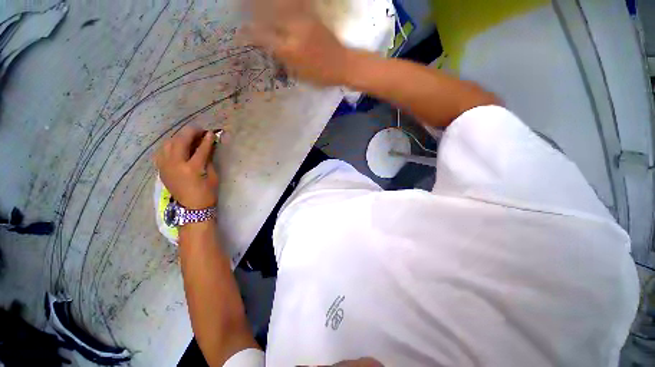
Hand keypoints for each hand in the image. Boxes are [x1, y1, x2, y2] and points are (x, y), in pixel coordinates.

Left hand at [154, 126, 218, 208]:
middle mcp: (175, 165)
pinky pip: (162, 151)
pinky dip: (170, 145)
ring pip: (168, 144)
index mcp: (192, 168)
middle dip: (190, 132)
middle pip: (180, 141)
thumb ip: (208, 159)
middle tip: (198, 129)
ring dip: (179, 137)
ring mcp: (165, 166)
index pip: (200, 149)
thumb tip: (209, 145)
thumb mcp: (212, 175)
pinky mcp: (161, 169)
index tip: (211, 133)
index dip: (207, 139)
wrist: (192, 207)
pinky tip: (177, 145)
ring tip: (188, 136)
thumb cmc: (207, 193)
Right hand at [244, 0, 352, 85]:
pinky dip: (283, 3)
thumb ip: (284, 60)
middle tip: (240, 9)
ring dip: (264, 4)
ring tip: (253, 4)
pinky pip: (294, 4)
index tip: (239, 34)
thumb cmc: (321, 75)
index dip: (249, 34)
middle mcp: (294, 32)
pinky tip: (277, 4)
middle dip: (252, 13)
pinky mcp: (312, 16)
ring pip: (279, 6)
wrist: (343, 65)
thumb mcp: (300, 74)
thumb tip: (270, 47)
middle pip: (268, 16)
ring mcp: (304, 21)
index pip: (264, 38)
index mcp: (290, 51)